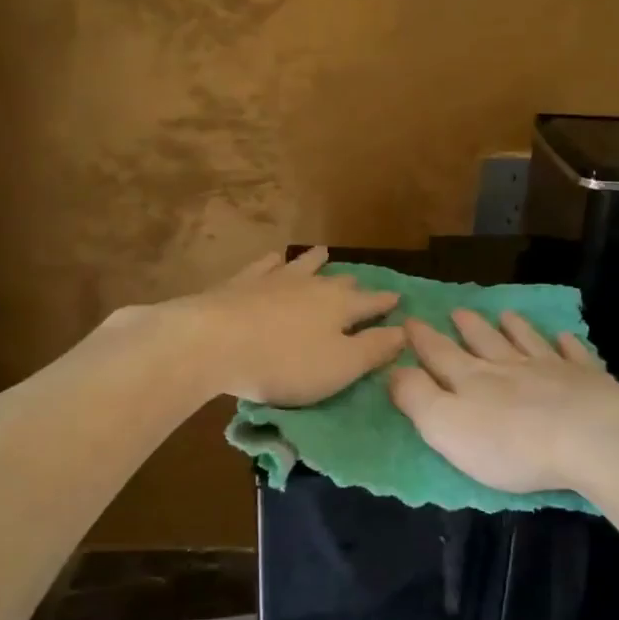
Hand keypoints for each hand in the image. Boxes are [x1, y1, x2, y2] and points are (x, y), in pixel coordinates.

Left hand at [179, 247, 405, 405]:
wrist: (214, 343)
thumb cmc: (286, 363)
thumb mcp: (341, 366)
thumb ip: (375, 349)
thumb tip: (404, 331)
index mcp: (340, 306)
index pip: (371, 303)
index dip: (386, 303)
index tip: (398, 299)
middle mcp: (312, 286)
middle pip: (338, 282)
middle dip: (352, 283)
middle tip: (359, 283)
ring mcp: (274, 280)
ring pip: (302, 266)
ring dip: (315, 261)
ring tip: (323, 253)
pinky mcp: (241, 283)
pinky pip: (264, 266)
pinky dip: (274, 262)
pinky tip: (274, 258)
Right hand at [387, 308, 618, 494]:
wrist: (588, 438)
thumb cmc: (510, 443)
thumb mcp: (446, 427)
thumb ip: (417, 398)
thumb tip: (394, 370)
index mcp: (472, 380)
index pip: (440, 354)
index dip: (422, 339)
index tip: (410, 320)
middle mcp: (509, 367)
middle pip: (484, 342)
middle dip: (468, 328)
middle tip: (459, 311)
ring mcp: (552, 370)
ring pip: (527, 342)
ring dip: (514, 328)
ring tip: (506, 314)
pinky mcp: (588, 381)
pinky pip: (574, 355)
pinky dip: (566, 344)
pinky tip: (564, 337)